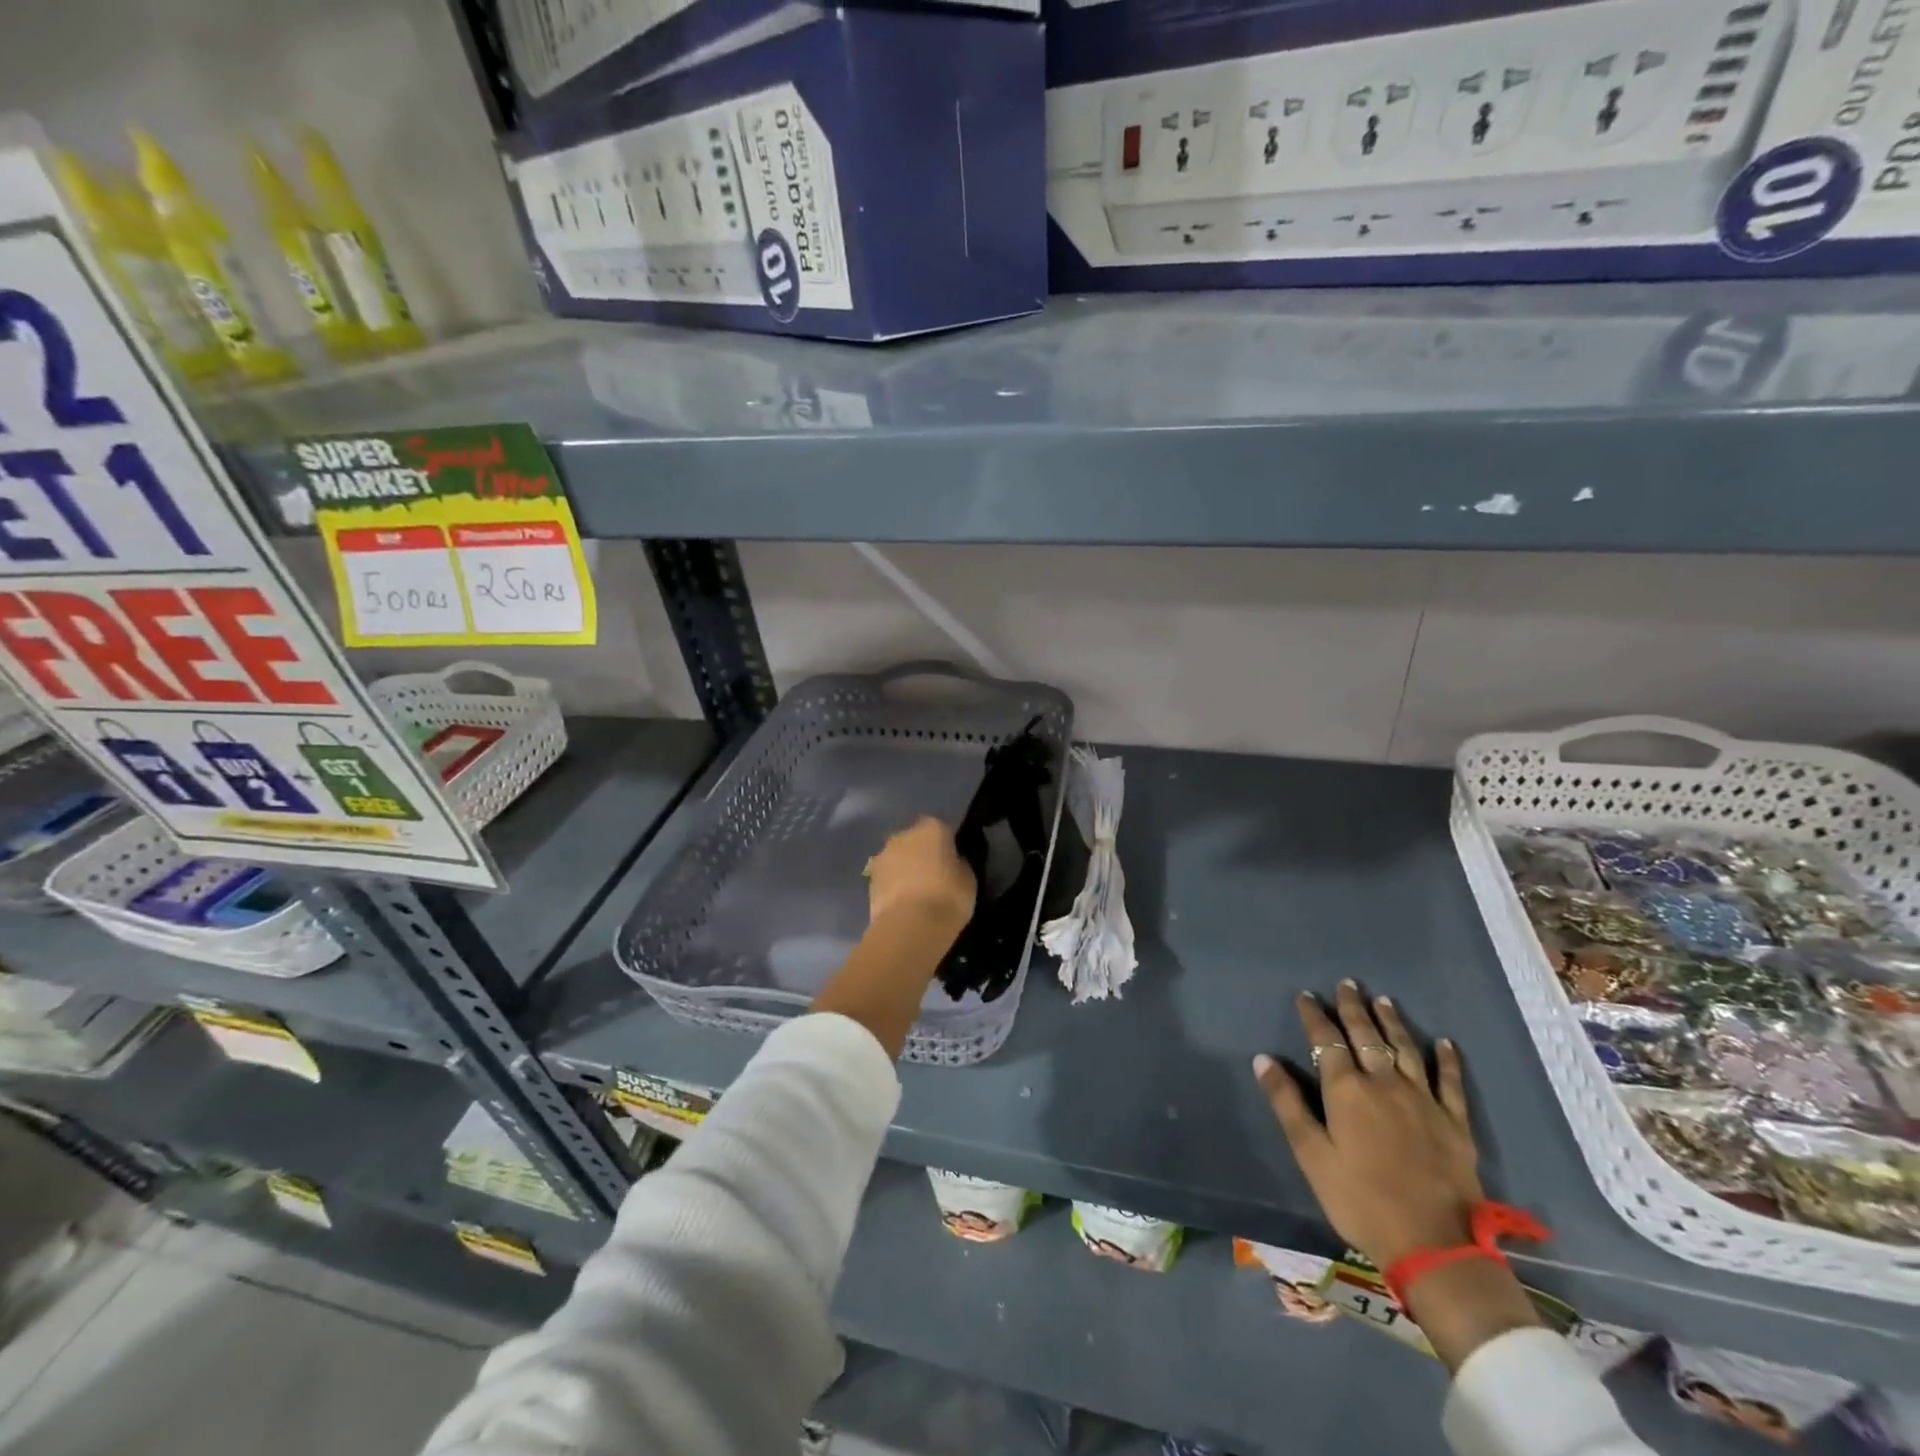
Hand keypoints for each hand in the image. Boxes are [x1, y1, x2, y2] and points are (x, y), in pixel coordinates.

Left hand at [866, 817, 974, 934]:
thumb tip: (954, 862)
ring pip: (898, 858)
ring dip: (905, 869)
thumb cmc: (947, 898)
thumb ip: (960, 864)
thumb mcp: (969, 879)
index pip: (943, 829)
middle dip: (923, 854)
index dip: (949, 845)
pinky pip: (887, 878)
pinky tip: (903, 905)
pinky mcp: (869, 879)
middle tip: (936, 877)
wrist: (909, 926)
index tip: (954, 862)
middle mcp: (904, 834)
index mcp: (932, 828)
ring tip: (917, 894)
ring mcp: (883, 855)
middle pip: (916, 840)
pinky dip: (893, 886)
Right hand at [1252, 980, 1480, 1269]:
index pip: (1327, 1041)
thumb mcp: (1312, 1156)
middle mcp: (1384, 1083)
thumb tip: (1263, 1059)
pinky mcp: (1454, 1123)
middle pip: (1366, 1036)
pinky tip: (1445, 1043)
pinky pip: (1450, 1082)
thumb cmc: (1361, 1200)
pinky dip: (1447, 1060)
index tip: (1306, 995)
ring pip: (1405, 1049)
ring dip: (1392, 1022)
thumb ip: (1288, 1104)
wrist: (1435, 1245)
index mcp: (1347, 1090)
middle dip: (1353, 1008)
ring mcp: (1423, 1100)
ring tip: (1383, 1000)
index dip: (1314, 1015)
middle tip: (1347, 984)